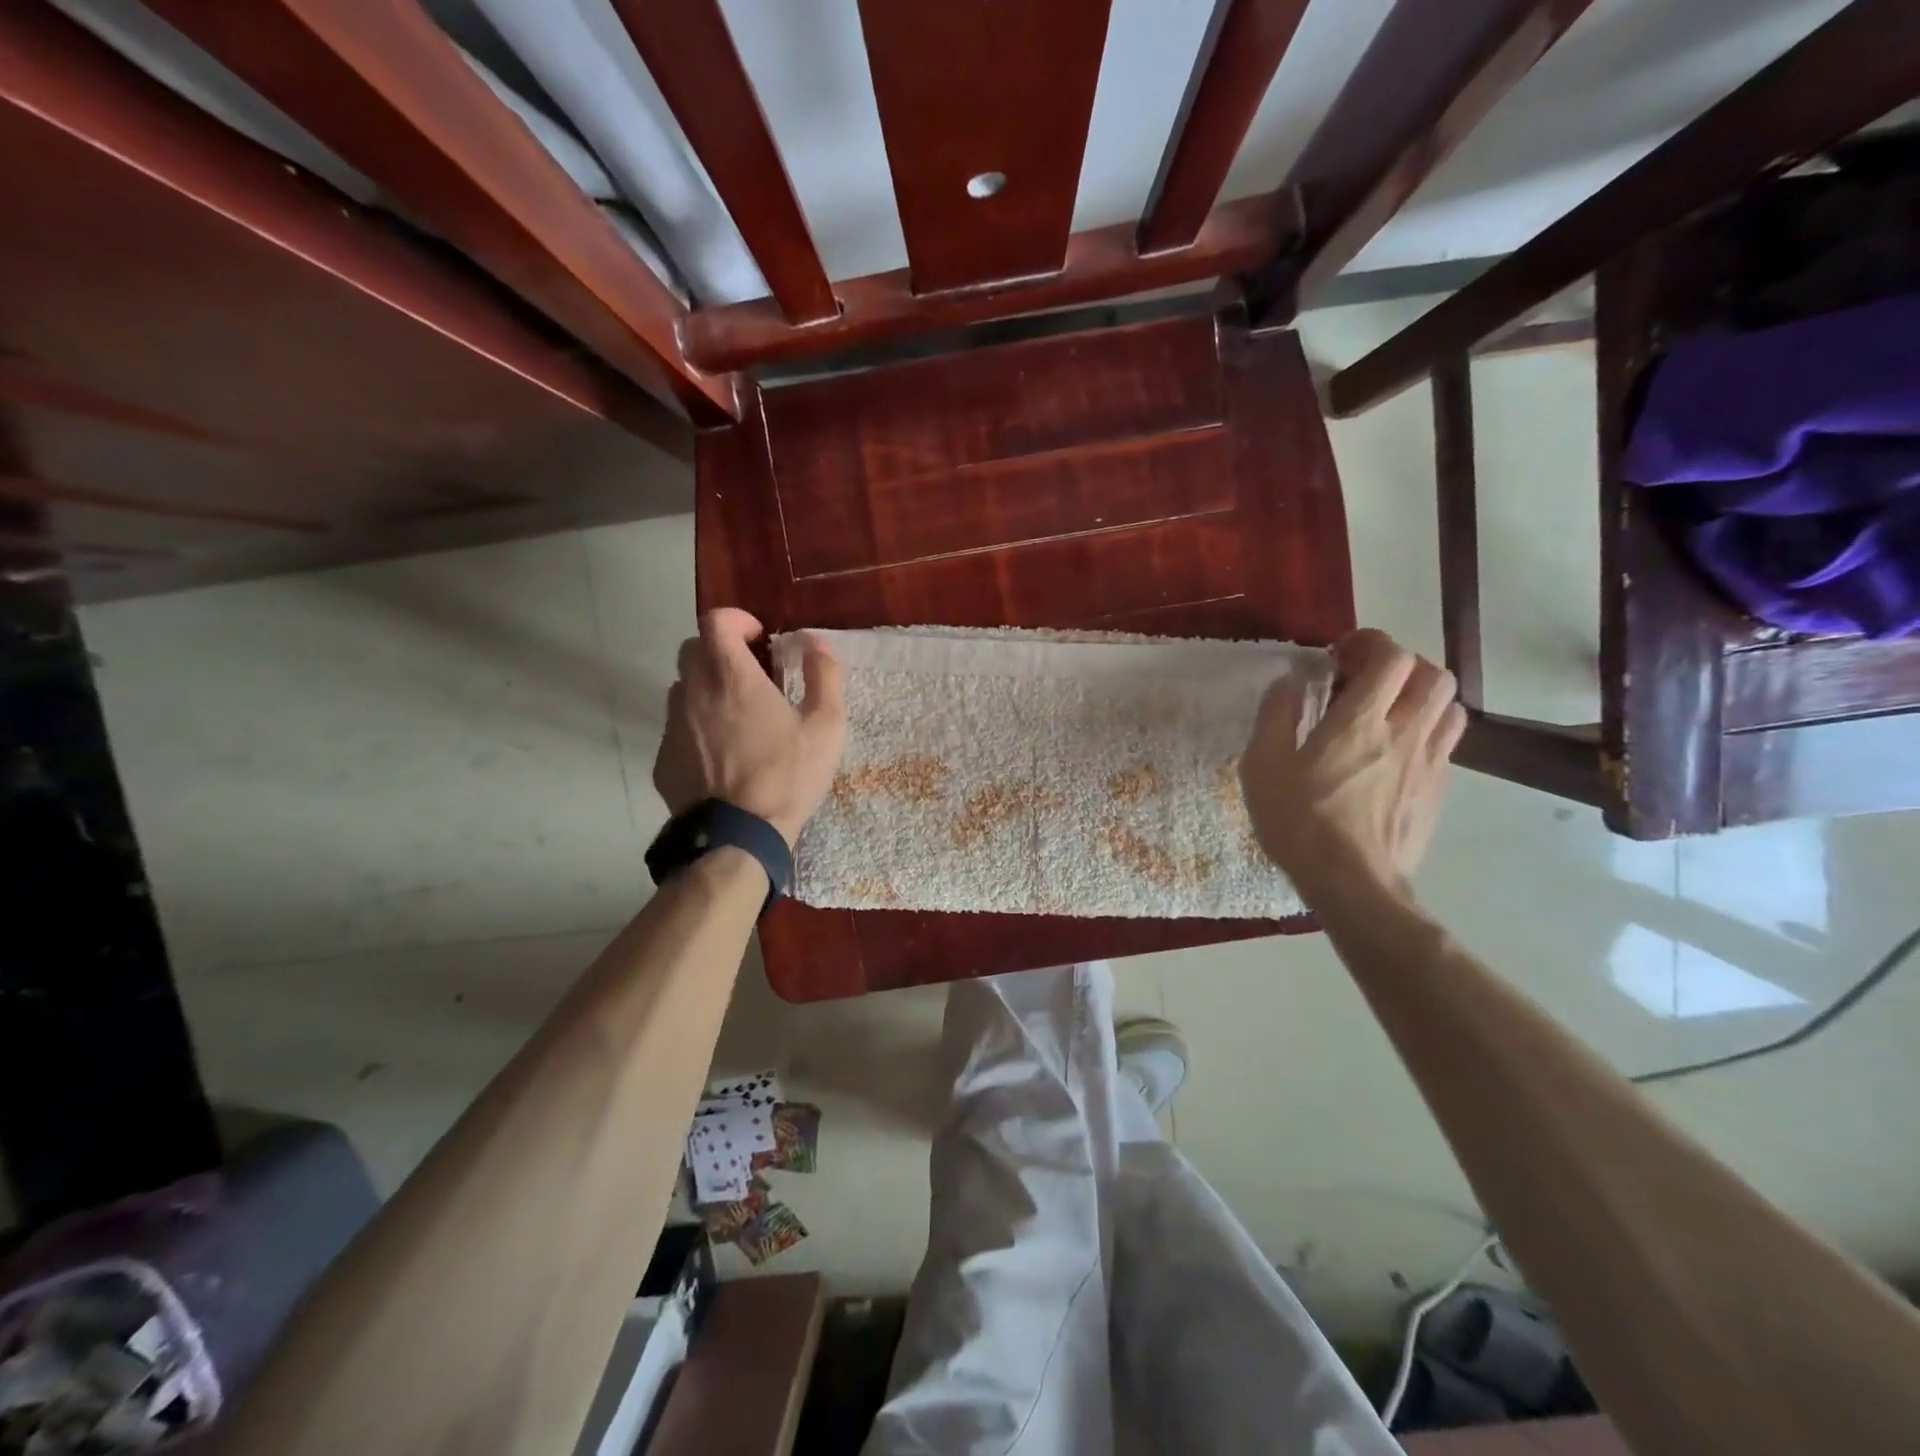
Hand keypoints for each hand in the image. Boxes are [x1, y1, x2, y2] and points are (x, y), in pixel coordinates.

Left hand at [653, 608, 846, 847]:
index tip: (758, 638)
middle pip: (693, 649)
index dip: (736, 620)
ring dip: (707, 688)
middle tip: (751, 674)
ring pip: (682, 688)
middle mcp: (694, 692)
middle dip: (721, 651)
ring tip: (736, 715)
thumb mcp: (826, 726)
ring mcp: (672, 725)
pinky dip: (697, 726)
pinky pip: (677, 726)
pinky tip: (721, 754)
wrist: (737, 836)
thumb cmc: (787, 776)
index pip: (715, 621)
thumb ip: (825, 675)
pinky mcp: (663, 758)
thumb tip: (817, 643)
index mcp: (732, 677)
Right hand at [1239, 629, 1465, 903]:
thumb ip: (1276, 715)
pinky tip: (1393, 753)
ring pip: (1449, 706)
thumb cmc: (1300, 821)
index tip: (1340, 656)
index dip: (1369, 643)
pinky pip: (1445, 743)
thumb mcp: (1262, 765)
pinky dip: (1424, 730)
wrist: (1352, 884)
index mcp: (1361, 721)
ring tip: (1387, 711)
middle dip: (1401, 665)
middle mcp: (1405, 732)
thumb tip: (1290, 682)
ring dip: (1420, 696)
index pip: (1391, 657)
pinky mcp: (1438, 791)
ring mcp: (1430, 763)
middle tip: (1365, 680)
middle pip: (1433, 674)